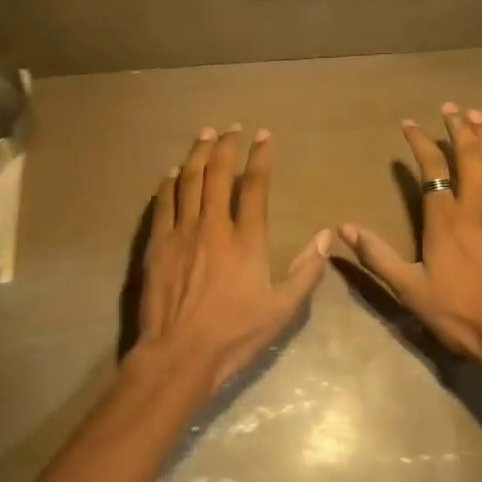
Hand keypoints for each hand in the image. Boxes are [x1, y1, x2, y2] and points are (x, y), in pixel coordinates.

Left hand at [134, 125, 330, 389]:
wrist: (179, 354)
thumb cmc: (234, 335)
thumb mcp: (282, 310)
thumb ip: (305, 271)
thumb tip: (325, 236)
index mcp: (245, 240)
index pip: (254, 186)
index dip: (260, 157)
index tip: (264, 136)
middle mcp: (212, 227)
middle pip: (217, 174)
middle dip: (225, 146)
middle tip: (230, 127)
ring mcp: (180, 233)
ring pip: (187, 181)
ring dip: (196, 154)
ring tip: (203, 135)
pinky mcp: (156, 245)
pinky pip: (162, 204)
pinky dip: (168, 184)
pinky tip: (171, 173)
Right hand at [339, 104, 481, 370]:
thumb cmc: (459, 313)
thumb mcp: (409, 289)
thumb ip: (377, 256)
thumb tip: (344, 229)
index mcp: (445, 220)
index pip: (432, 169)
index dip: (421, 143)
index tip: (410, 124)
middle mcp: (476, 207)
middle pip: (470, 157)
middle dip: (460, 129)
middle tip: (452, 108)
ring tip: (478, 117)